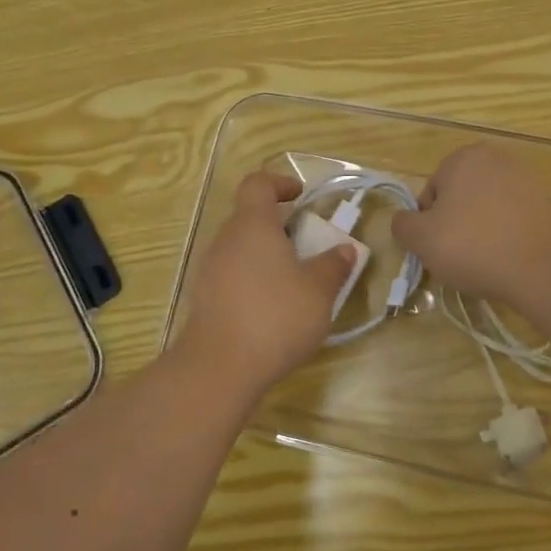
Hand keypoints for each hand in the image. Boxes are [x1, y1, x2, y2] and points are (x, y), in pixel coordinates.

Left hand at [176, 170, 355, 391]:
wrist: (219, 367)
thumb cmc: (275, 317)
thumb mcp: (318, 291)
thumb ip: (333, 265)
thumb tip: (345, 249)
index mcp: (253, 225)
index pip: (258, 184)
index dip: (280, 183)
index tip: (301, 196)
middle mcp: (226, 239)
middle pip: (249, 217)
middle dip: (279, 226)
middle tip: (308, 246)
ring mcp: (210, 269)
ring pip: (241, 248)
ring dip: (267, 255)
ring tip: (295, 281)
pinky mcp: (205, 298)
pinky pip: (232, 275)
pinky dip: (253, 280)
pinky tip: (273, 309)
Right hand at [389, 144, 550, 310]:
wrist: (543, 268)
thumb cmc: (473, 246)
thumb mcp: (421, 239)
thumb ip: (402, 225)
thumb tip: (404, 221)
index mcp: (462, 157)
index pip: (430, 193)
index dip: (427, 224)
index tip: (437, 247)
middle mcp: (494, 159)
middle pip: (458, 198)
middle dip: (454, 225)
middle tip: (457, 256)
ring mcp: (524, 179)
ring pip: (484, 209)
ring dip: (478, 231)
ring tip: (483, 261)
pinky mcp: (545, 203)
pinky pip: (510, 219)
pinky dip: (503, 235)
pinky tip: (505, 259)